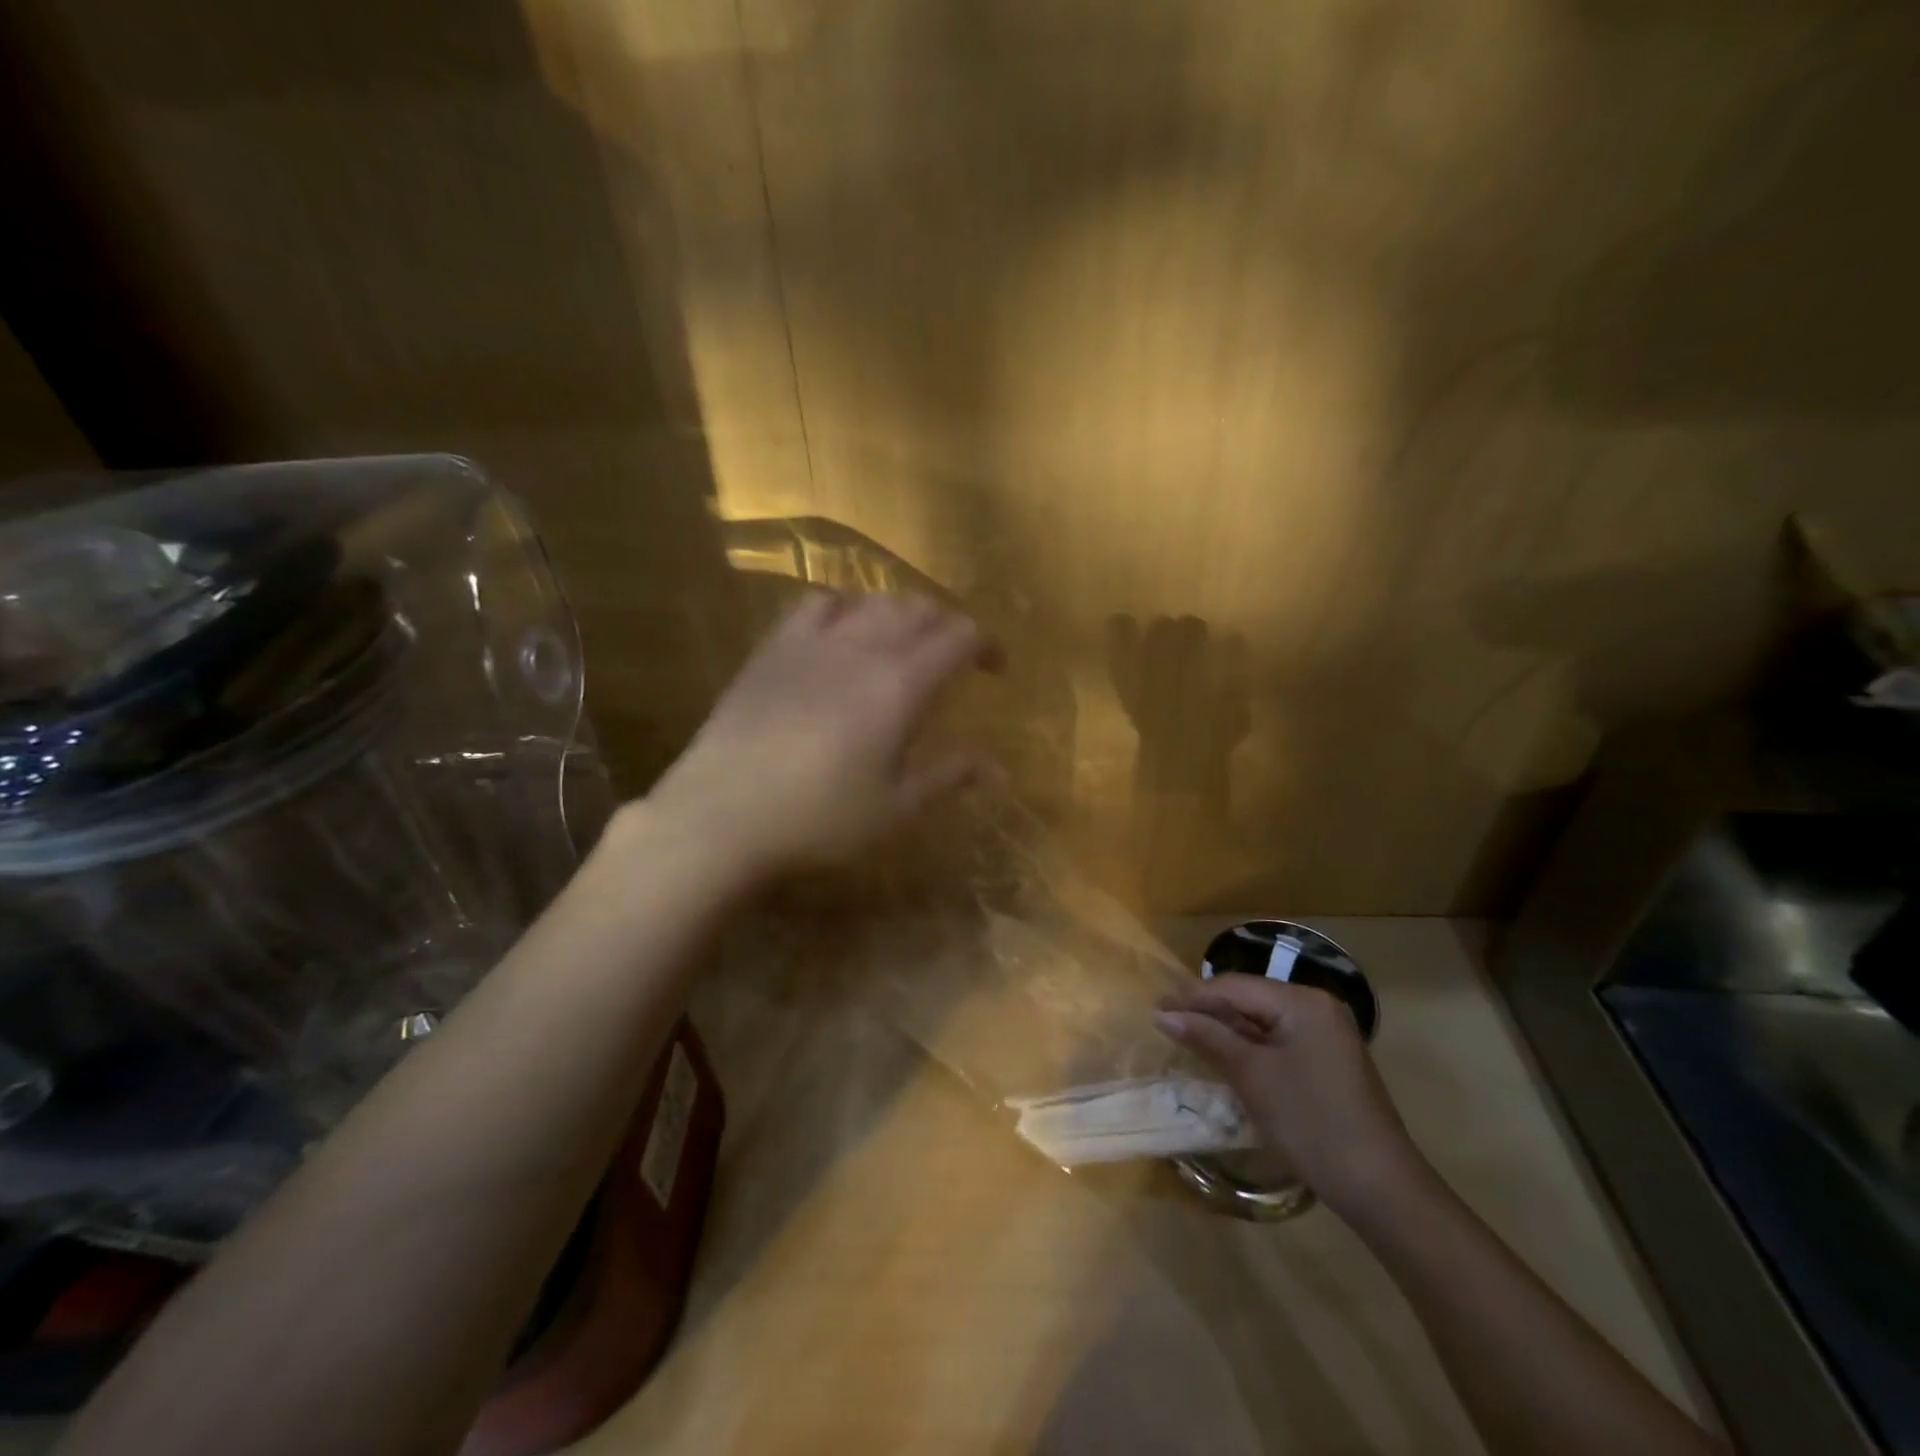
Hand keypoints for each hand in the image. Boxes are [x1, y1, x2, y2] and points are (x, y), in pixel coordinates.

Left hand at [645, 591, 998, 879]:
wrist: (724, 814)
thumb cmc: (820, 819)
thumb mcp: (896, 807)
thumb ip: (949, 775)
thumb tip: (998, 769)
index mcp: (902, 684)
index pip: (959, 637)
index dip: (986, 645)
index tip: (995, 669)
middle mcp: (863, 647)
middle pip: (919, 609)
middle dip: (947, 625)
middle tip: (954, 657)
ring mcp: (813, 641)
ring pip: (872, 599)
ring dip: (900, 612)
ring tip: (902, 642)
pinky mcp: (774, 647)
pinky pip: (817, 604)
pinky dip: (845, 607)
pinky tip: (841, 633)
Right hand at [1154, 975, 1426, 1213]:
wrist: (1379, 1188)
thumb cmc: (1310, 1122)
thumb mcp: (1251, 1076)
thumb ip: (1208, 1037)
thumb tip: (1164, 1015)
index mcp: (1302, 1001)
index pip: (1235, 986)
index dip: (1192, 996)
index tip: (1154, 1007)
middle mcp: (1317, 1008)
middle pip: (1250, 998)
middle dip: (1208, 1010)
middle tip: (1166, 1021)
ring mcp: (1326, 1035)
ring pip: (1263, 1020)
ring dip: (1226, 1028)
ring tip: (1186, 1035)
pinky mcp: (1328, 1061)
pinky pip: (1278, 1040)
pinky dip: (1249, 1045)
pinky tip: (1224, 1055)